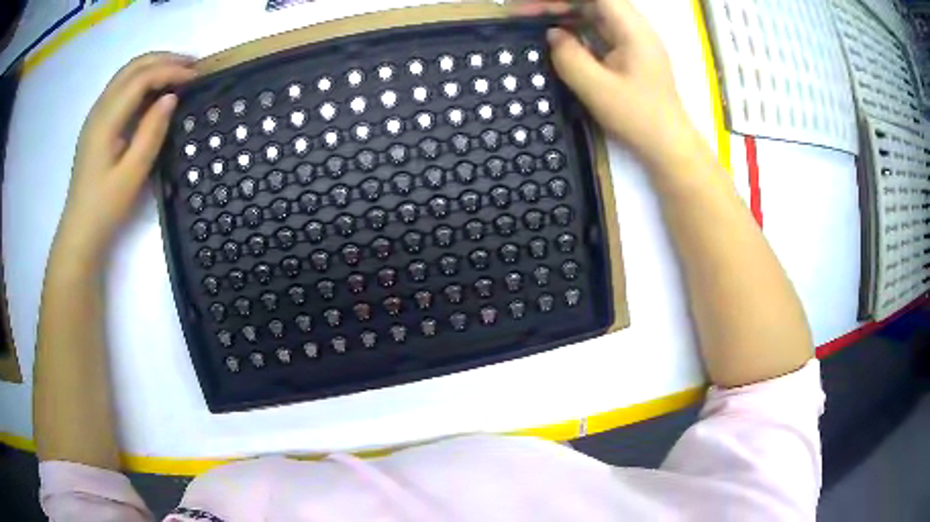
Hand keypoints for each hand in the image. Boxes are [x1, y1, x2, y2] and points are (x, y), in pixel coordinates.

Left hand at [53, 52, 196, 268]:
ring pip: (127, 74)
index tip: (196, 77)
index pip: (140, 79)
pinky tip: (155, 91)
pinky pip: (121, 88)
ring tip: (178, 72)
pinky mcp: (98, 123)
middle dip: (164, 60)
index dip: (170, 71)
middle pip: (133, 67)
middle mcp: (99, 109)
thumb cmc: (105, 208)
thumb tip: (171, 98)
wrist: (80, 232)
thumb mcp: (132, 175)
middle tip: (192, 66)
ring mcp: (96, 115)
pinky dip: (142, 80)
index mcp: (105, 120)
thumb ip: (151, 133)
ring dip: (153, 66)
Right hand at [518, 0, 700, 168]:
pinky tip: (560, 38)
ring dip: (566, 14)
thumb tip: (553, 34)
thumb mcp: (596, 88)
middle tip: (526, 15)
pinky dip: (577, 29)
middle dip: (559, 5)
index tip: (534, 8)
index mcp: (632, 29)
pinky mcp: (630, 53)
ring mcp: (634, 40)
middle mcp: (635, 28)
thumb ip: (569, 56)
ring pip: (595, 14)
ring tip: (536, 21)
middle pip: (593, 2)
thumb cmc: (637, 117)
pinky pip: (599, 30)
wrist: (666, 144)